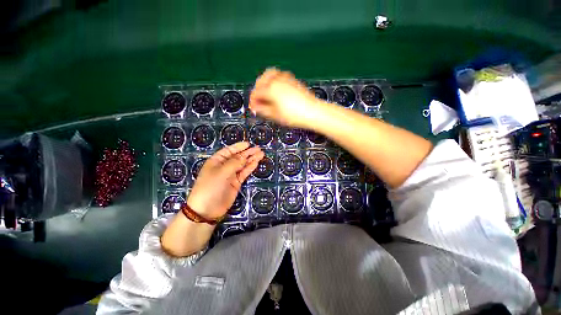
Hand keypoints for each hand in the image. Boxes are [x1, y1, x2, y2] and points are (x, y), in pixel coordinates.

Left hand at [187, 142, 263, 219]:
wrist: (207, 209)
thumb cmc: (210, 187)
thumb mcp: (221, 172)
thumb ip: (234, 163)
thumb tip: (244, 156)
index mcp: (217, 161)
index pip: (229, 151)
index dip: (238, 147)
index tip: (248, 144)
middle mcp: (224, 166)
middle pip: (238, 157)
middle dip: (248, 153)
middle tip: (259, 149)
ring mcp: (231, 175)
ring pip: (243, 165)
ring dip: (251, 159)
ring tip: (261, 154)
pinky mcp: (236, 182)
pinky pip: (244, 173)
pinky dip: (250, 168)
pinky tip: (256, 163)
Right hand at [249, 68, 326, 128]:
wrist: (313, 112)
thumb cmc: (295, 115)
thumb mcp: (275, 115)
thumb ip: (262, 110)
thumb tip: (255, 107)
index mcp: (271, 89)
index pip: (256, 92)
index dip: (252, 101)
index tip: (253, 108)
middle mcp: (277, 80)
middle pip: (261, 80)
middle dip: (257, 90)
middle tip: (258, 101)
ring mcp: (286, 78)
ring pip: (270, 74)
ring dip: (265, 82)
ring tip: (265, 93)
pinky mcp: (292, 80)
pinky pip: (279, 75)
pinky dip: (274, 80)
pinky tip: (276, 89)